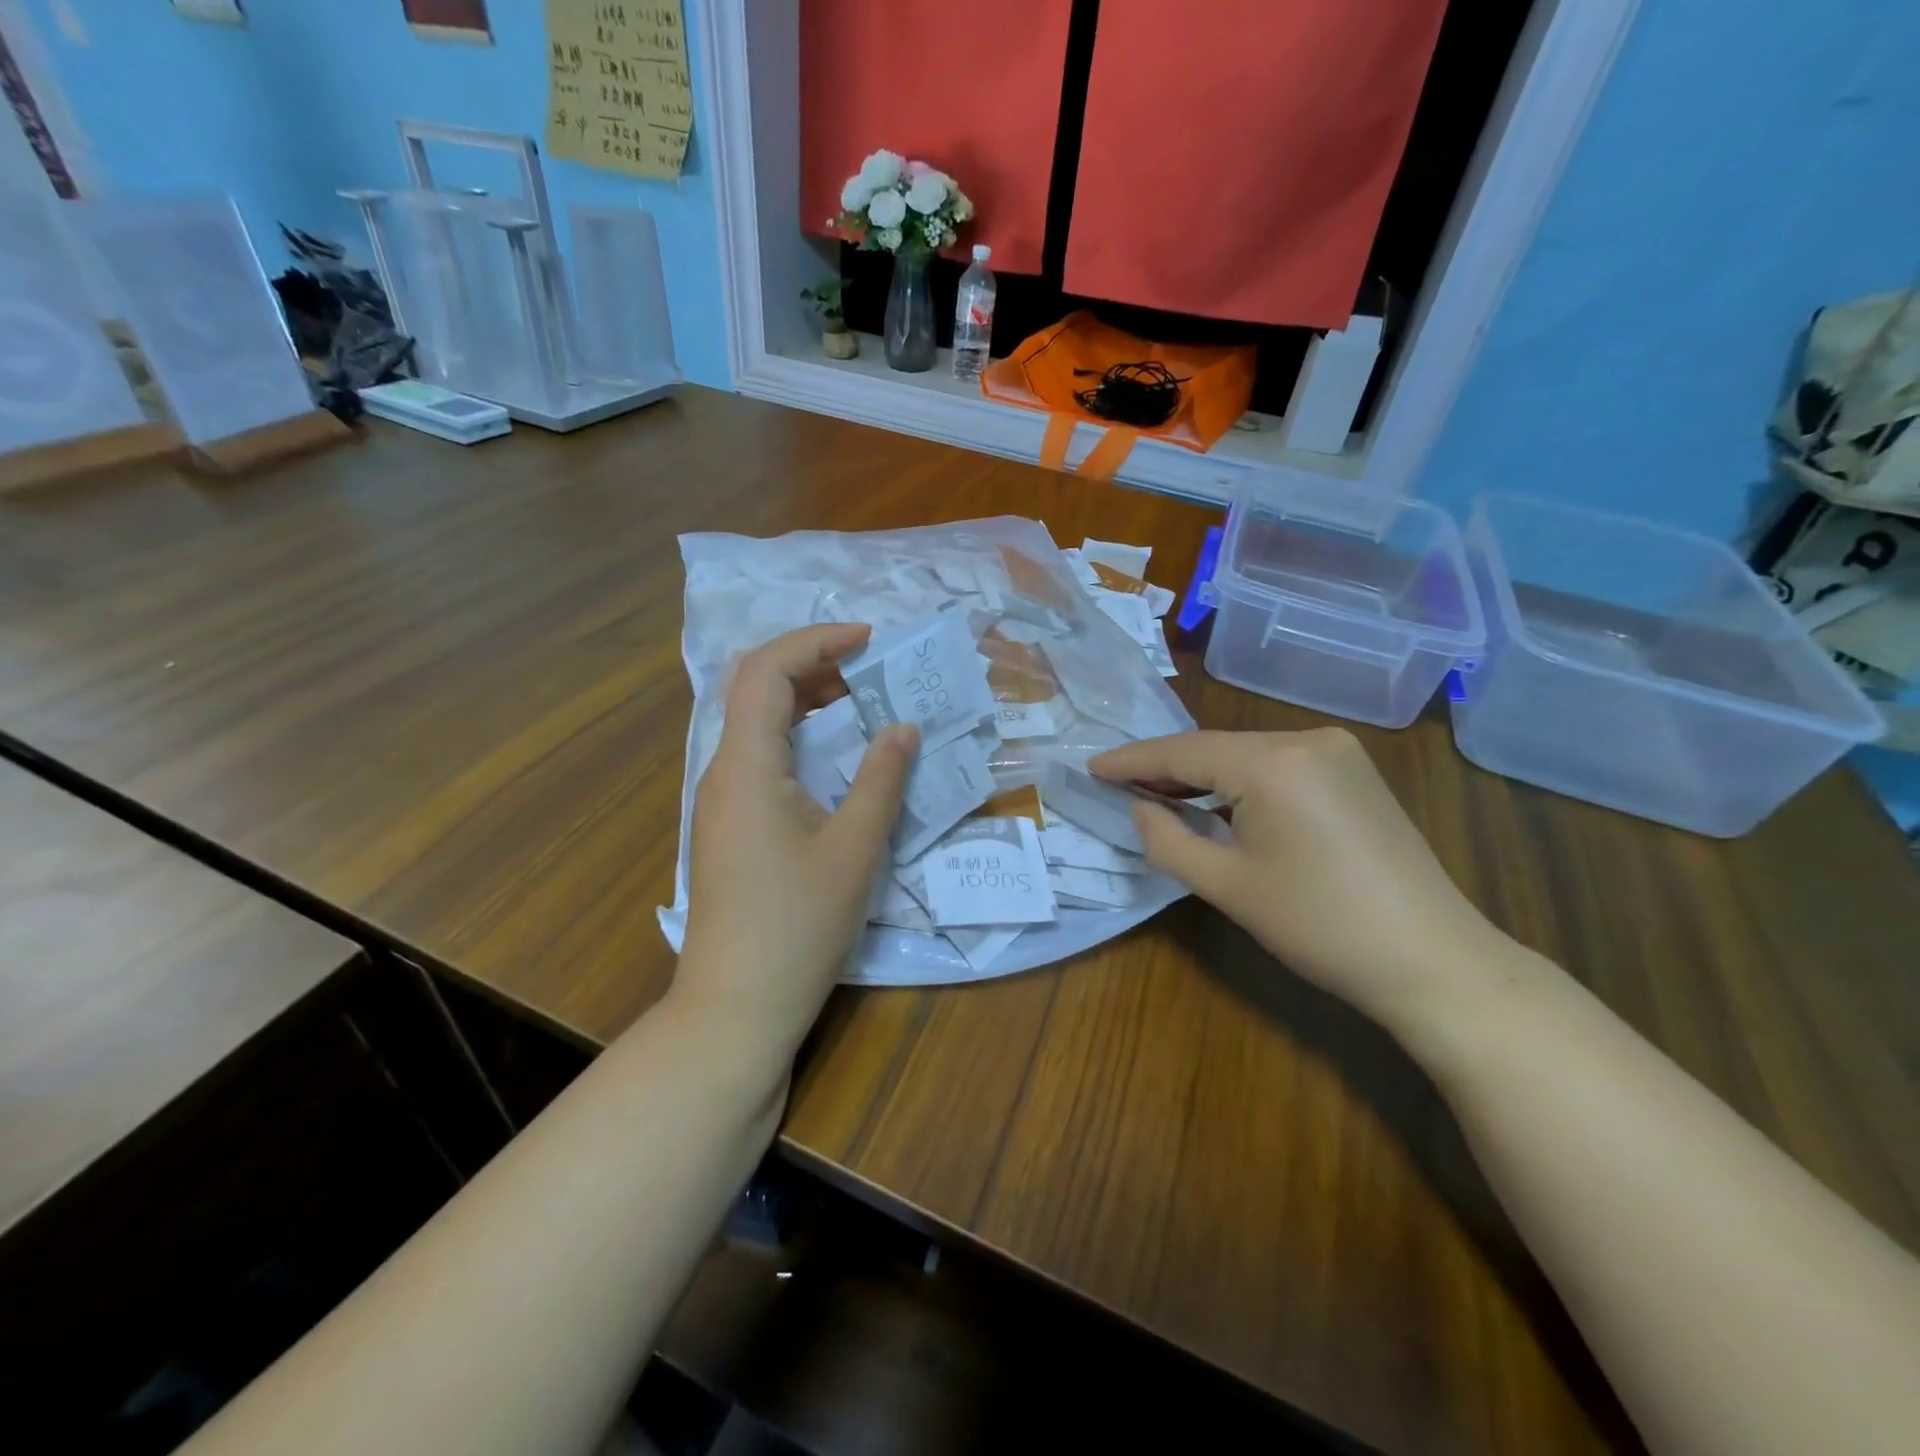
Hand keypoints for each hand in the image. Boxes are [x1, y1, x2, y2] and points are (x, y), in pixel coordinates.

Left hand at [679, 625, 917, 1060]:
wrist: (736, 1004)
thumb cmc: (797, 925)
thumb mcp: (854, 848)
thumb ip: (881, 779)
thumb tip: (903, 727)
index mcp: (747, 765)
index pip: (766, 670)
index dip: (817, 642)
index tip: (869, 641)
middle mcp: (723, 771)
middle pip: (756, 688)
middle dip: (813, 664)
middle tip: (871, 669)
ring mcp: (721, 800)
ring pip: (757, 723)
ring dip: (805, 701)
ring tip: (861, 701)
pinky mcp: (729, 825)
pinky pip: (760, 757)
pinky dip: (797, 737)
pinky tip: (834, 756)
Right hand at [1089, 729, 1507, 1025]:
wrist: (1433, 961)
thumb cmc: (1320, 927)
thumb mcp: (1228, 887)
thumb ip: (1167, 840)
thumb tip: (1140, 808)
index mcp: (1273, 762)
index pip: (1182, 752)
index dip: (1132, 761)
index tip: (1090, 767)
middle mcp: (1306, 739)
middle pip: (1214, 748)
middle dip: (1165, 769)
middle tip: (1117, 786)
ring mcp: (1337, 752)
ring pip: (1246, 755)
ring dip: (1202, 776)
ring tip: (1157, 797)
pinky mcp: (1354, 773)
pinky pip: (1277, 766)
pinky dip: (1239, 782)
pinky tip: (1218, 804)